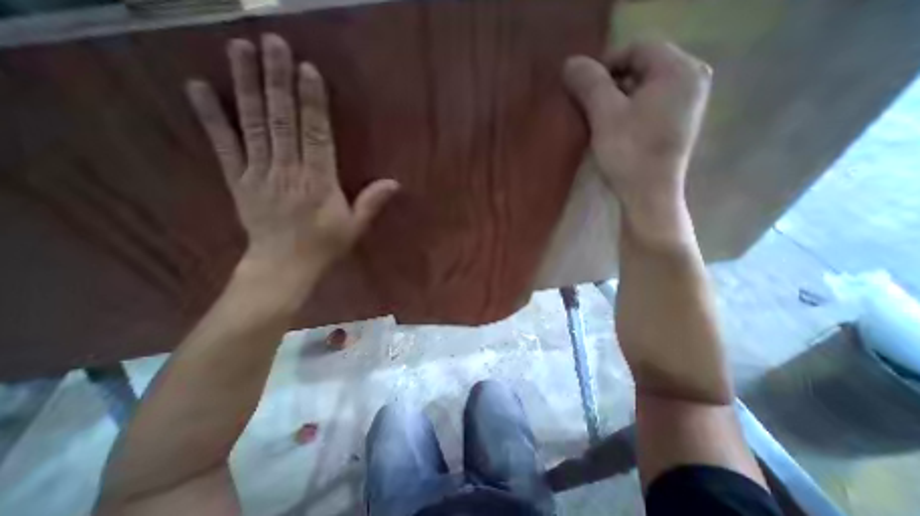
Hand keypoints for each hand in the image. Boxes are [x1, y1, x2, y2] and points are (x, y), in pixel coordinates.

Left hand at [185, 35, 399, 286]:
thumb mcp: (355, 227)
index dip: (312, 103)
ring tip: (240, 49)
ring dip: (247, 86)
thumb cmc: (324, 245)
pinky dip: (212, 116)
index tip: (307, 70)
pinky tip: (199, 86)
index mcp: (319, 182)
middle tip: (273, 42)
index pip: (316, 135)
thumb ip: (371, 202)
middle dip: (278, 81)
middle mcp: (288, 171)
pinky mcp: (238, 180)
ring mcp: (260, 173)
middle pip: (283, 121)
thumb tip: (395, 183)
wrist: (284, 265)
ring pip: (254, 125)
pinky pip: (224, 145)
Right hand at [561, 41, 709, 215]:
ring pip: (645, 85)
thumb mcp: (605, 116)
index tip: (582, 86)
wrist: (649, 194)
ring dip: (617, 96)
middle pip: (643, 64)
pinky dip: (629, 108)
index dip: (605, 62)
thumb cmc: (629, 153)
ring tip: (597, 115)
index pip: (638, 46)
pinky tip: (614, 125)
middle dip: (611, 81)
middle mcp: (691, 78)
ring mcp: (687, 101)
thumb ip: (589, 85)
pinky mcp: (678, 121)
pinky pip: (650, 102)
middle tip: (588, 103)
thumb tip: (570, 62)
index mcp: (678, 69)